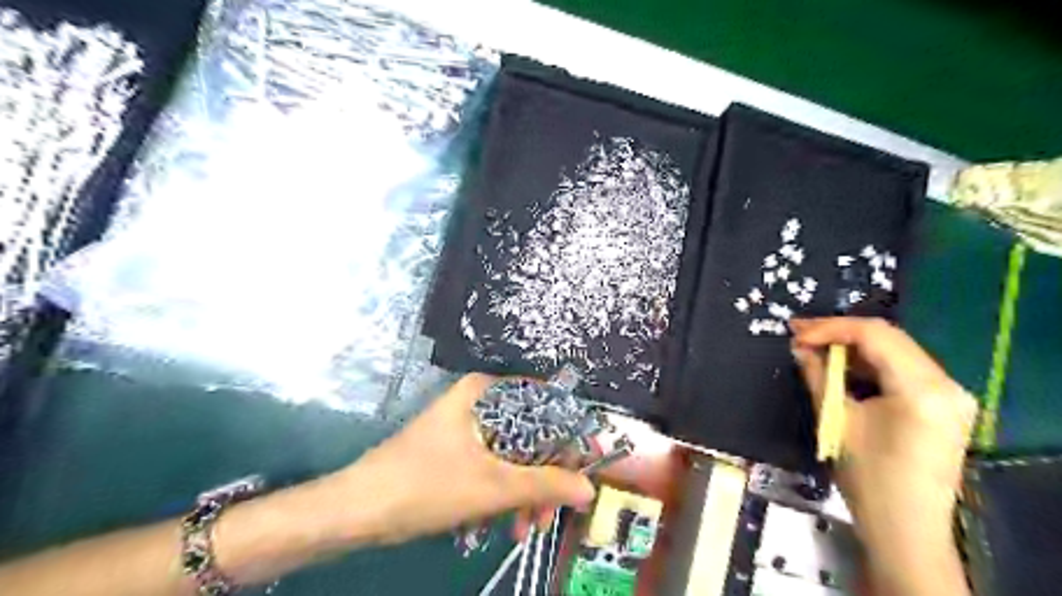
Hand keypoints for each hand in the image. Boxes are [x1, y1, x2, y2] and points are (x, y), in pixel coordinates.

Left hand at [337, 375, 594, 546]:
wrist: (358, 511)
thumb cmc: (426, 485)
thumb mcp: (492, 487)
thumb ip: (545, 485)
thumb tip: (589, 488)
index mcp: (485, 392)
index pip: (544, 404)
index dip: (567, 438)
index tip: (581, 471)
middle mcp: (477, 401)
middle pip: (528, 434)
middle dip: (541, 478)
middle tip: (548, 515)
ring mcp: (465, 425)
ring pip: (511, 455)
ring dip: (523, 493)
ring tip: (524, 529)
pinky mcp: (455, 449)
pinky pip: (492, 465)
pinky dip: (501, 494)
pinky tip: (501, 524)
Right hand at [793, 316, 972, 594]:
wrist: (906, 528)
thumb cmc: (868, 478)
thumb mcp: (836, 420)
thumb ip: (818, 376)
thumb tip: (799, 347)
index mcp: (922, 388)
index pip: (875, 335)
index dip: (830, 328)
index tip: (795, 333)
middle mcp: (946, 384)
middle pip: (888, 338)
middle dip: (840, 333)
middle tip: (800, 334)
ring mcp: (950, 394)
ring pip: (895, 351)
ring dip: (853, 347)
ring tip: (815, 347)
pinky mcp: (943, 405)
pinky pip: (903, 369)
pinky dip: (870, 364)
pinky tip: (842, 367)